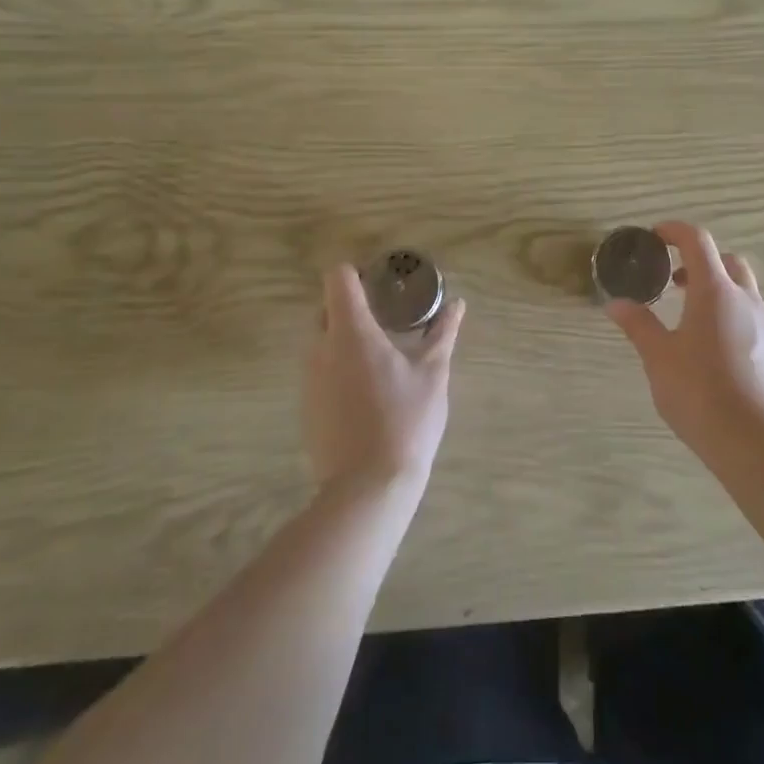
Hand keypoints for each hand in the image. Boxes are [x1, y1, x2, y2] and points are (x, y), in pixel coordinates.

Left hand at [305, 265, 463, 497]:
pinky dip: (339, 368)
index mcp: (350, 332)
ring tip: (381, 354)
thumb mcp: (433, 374)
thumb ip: (443, 333)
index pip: (338, 279)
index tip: (382, 284)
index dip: (357, 273)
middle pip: (327, 308)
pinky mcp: (307, 408)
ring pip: (322, 341)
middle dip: (353, 306)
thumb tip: (457, 305)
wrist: (367, 490)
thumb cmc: (405, 421)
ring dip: (346, 338)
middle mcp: (321, 349)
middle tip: (388, 317)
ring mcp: (309, 380)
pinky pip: (321, 371)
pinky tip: (368, 391)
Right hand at [605, 221, 763, 466]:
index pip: (697, 240)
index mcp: (715, 291)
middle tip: (676, 282)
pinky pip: (756, 325)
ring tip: (694, 325)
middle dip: (702, 262)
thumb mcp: (659, 359)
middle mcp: (747, 301)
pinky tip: (719, 359)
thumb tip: (615, 303)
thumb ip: (639, 325)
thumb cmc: (701, 394)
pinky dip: (735, 323)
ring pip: (745, 294)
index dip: (675, 231)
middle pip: (728, 262)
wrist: (761, 446)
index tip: (655, 237)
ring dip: (720, 295)